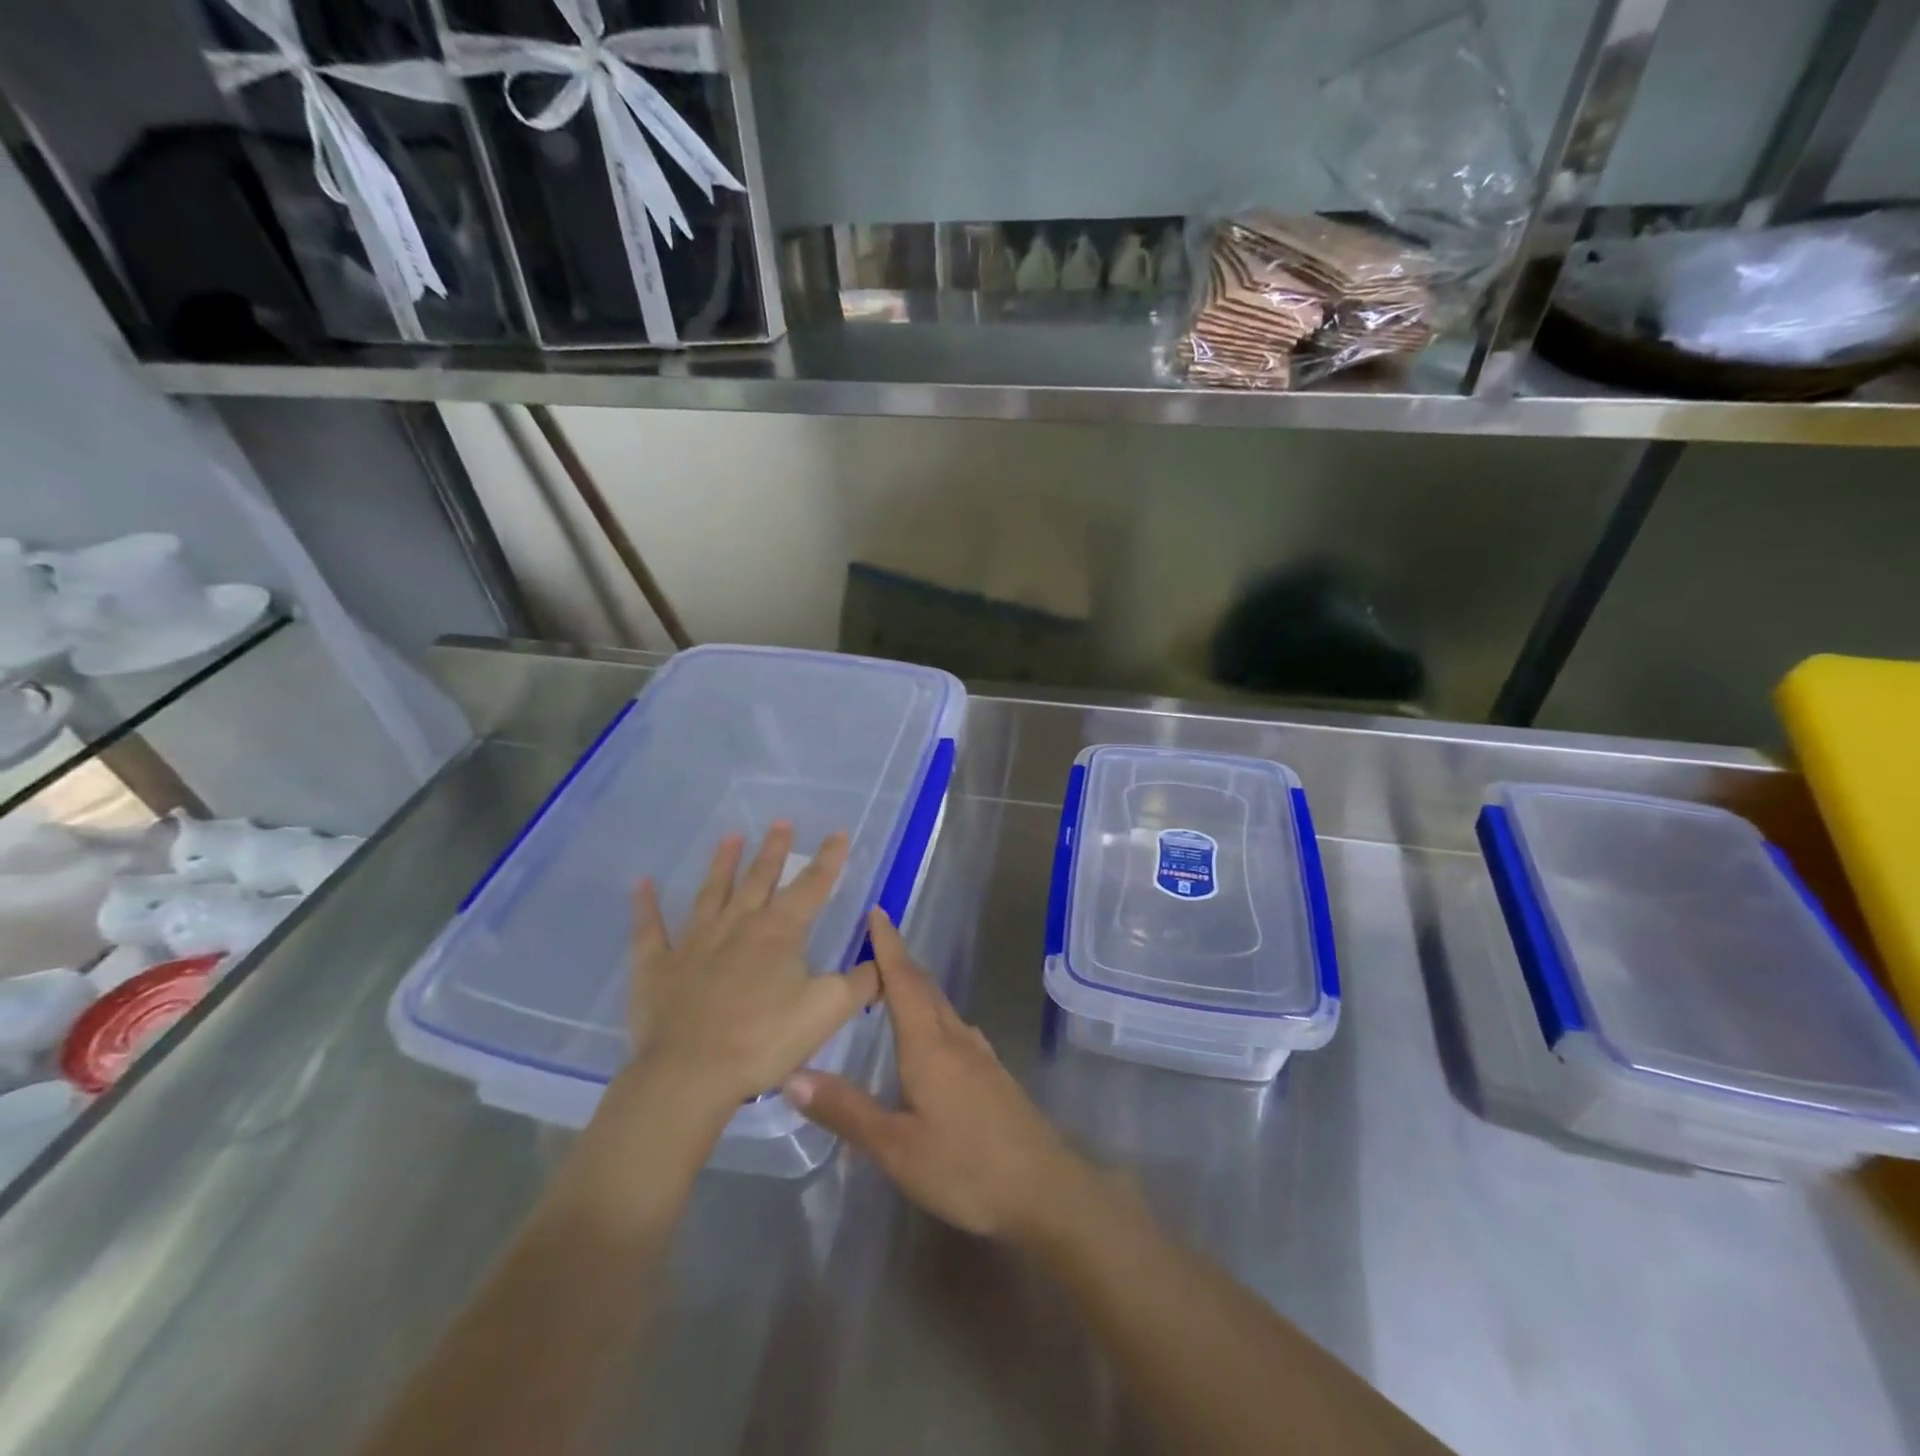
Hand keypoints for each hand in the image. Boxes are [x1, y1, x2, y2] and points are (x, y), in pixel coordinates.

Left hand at [625, 824, 878, 1117]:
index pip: (811, 886)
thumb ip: (862, 982)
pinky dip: (645, 906)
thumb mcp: (828, 1011)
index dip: (829, 859)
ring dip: (722, 864)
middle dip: (774, 851)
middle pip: (759, 879)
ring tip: (730, 836)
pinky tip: (642, 884)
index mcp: (779, 932)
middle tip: (781, 822)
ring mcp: (693, 943)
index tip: (839, 833)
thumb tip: (882, 959)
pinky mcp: (657, 966)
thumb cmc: (764, 1040)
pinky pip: (649, 929)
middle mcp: (737, 925)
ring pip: (711, 893)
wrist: (689, 1075)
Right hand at [783, 908, 1093, 1242]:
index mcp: (929, 1045)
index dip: (888, 945)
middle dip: (899, 962)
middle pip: (925, 988)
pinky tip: (932, 1035)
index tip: (876, 911)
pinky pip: (955, 1028)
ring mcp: (980, 1056)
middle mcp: (956, 1039)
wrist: (1044, 1190)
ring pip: (943, 1007)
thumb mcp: (895, 1147)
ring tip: (893, 985)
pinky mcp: (993, 1076)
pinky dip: (934, 1015)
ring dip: (918, 987)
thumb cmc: (965, 1167)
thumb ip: (846, 1110)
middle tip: (873, 944)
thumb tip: (792, 1074)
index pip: (904, 981)